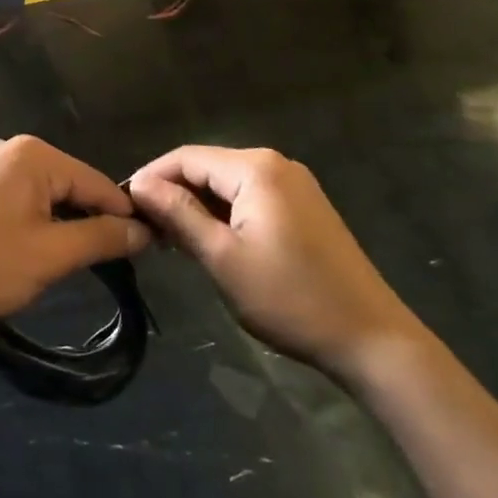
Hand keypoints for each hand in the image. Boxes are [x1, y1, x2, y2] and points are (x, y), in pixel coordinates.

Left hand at [0, 136, 151, 330]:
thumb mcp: (51, 255)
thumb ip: (102, 238)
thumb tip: (144, 231)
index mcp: (33, 154)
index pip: (96, 181)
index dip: (122, 216)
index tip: (145, 248)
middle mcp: (8, 146)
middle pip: (68, 182)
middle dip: (86, 219)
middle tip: (103, 263)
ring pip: (41, 191)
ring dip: (58, 221)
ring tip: (65, 260)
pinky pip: (15, 194)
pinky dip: (30, 218)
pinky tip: (26, 247)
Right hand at [129, 145, 424, 377]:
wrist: (372, 340)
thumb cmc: (291, 298)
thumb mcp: (223, 258)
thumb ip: (179, 214)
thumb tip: (140, 184)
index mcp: (256, 168)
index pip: (186, 157)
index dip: (152, 177)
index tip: (125, 207)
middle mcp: (276, 164)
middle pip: (207, 167)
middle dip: (174, 192)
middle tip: (146, 229)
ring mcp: (294, 185)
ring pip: (228, 183)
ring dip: (198, 205)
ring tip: (171, 239)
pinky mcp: (304, 206)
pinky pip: (250, 197)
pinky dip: (224, 213)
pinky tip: (210, 240)